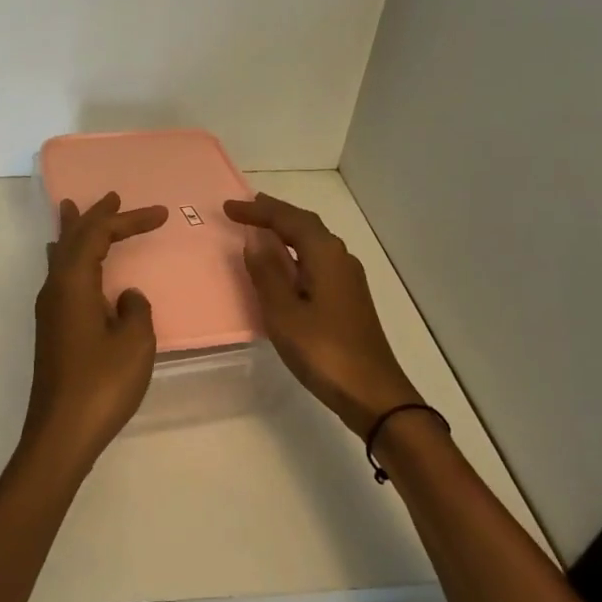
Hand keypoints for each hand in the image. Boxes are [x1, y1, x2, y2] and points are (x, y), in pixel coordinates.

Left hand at [23, 191, 169, 476]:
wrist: (61, 433)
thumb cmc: (101, 384)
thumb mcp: (134, 343)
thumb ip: (136, 310)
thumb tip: (126, 296)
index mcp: (73, 282)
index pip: (98, 235)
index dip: (128, 220)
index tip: (160, 213)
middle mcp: (55, 288)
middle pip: (72, 238)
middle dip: (94, 216)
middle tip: (111, 197)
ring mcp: (49, 309)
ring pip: (61, 256)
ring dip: (74, 232)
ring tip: (74, 211)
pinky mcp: (51, 329)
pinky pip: (60, 275)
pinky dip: (70, 258)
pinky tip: (70, 265)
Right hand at [224, 192, 420, 437]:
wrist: (373, 394)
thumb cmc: (324, 351)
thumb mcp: (284, 312)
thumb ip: (267, 272)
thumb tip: (254, 238)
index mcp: (325, 255)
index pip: (288, 219)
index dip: (258, 210)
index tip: (228, 207)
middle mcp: (340, 258)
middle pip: (305, 224)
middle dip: (275, 214)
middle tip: (246, 208)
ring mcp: (347, 279)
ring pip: (313, 242)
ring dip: (286, 231)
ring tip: (261, 228)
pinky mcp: (348, 298)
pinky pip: (316, 260)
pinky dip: (295, 252)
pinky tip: (285, 265)